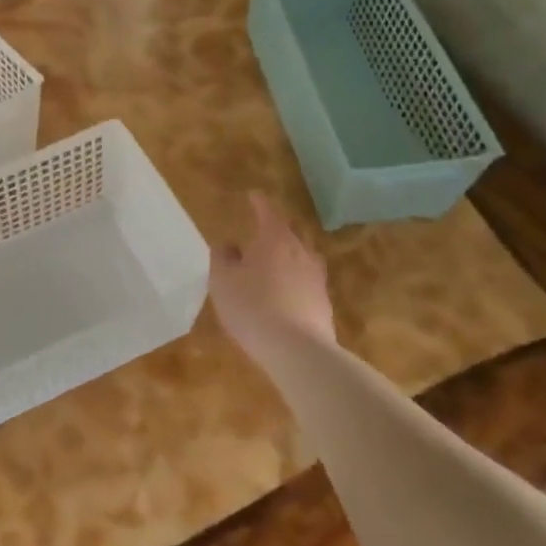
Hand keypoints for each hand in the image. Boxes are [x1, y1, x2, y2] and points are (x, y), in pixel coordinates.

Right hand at [209, 191, 336, 350]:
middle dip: (275, 231)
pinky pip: (306, 282)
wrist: (298, 351)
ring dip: (287, 257)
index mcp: (275, 239)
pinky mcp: (324, 304)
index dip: (259, 202)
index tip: (253, 195)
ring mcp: (316, 278)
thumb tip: (228, 245)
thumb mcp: (222, 281)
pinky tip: (284, 295)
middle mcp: (300, 252)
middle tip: (260, 234)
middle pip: (289, 233)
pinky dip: (294, 282)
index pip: (268, 212)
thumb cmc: (253, 307)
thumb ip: (222, 257)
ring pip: (301, 258)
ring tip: (273, 265)